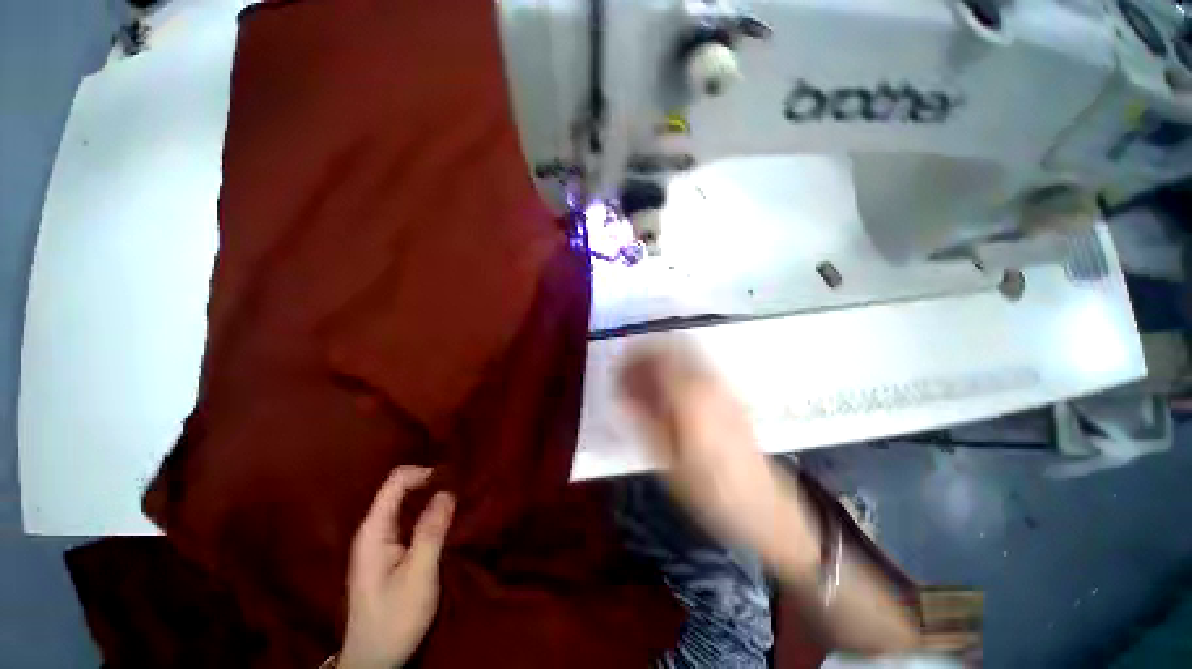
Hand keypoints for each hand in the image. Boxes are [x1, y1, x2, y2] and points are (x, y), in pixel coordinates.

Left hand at [340, 467, 455, 668]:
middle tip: (460, 488)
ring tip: (458, 499)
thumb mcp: (418, 576)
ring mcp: (379, 541)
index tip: (453, 479)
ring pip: (405, 503)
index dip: (424, 473)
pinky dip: (427, 512)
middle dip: (430, 483)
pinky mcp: (388, 551)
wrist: (374, 659)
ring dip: (431, 498)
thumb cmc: (394, 619)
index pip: (395, 482)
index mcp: (374, 531)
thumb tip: (447, 492)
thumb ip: (431, 532)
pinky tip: (445, 519)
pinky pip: (408, 519)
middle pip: (400, 489)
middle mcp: (373, 530)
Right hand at [617, 343, 817, 573]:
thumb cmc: (708, 488)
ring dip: (660, 358)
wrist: (760, 504)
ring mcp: (721, 384)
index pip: (654, 360)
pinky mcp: (729, 392)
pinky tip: (667, 388)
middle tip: (627, 373)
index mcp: (690, 397)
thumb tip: (624, 394)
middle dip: (644, 354)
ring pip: (684, 352)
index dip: (631, 362)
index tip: (616, 374)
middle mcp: (707, 382)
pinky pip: (696, 365)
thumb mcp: (666, 459)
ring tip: (644, 379)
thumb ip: (643, 419)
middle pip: (670, 349)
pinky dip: (676, 366)